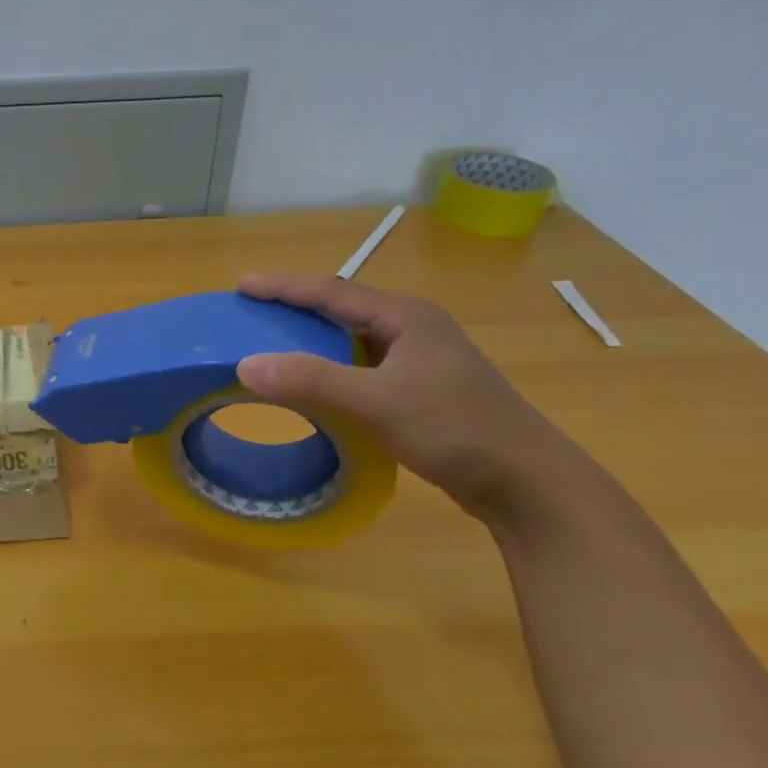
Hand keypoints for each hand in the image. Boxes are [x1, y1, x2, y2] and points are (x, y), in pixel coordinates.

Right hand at [235, 274, 566, 518]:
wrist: (526, 482)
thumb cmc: (453, 429)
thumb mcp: (375, 402)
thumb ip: (310, 381)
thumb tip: (244, 365)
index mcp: (406, 317)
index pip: (332, 292)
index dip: (284, 287)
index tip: (242, 285)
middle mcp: (414, 329)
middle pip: (342, 310)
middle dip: (295, 309)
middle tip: (252, 314)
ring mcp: (422, 360)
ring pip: (353, 340)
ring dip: (312, 340)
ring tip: (273, 344)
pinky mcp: (423, 389)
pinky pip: (363, 366)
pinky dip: (331, 368)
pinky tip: (315, 384)